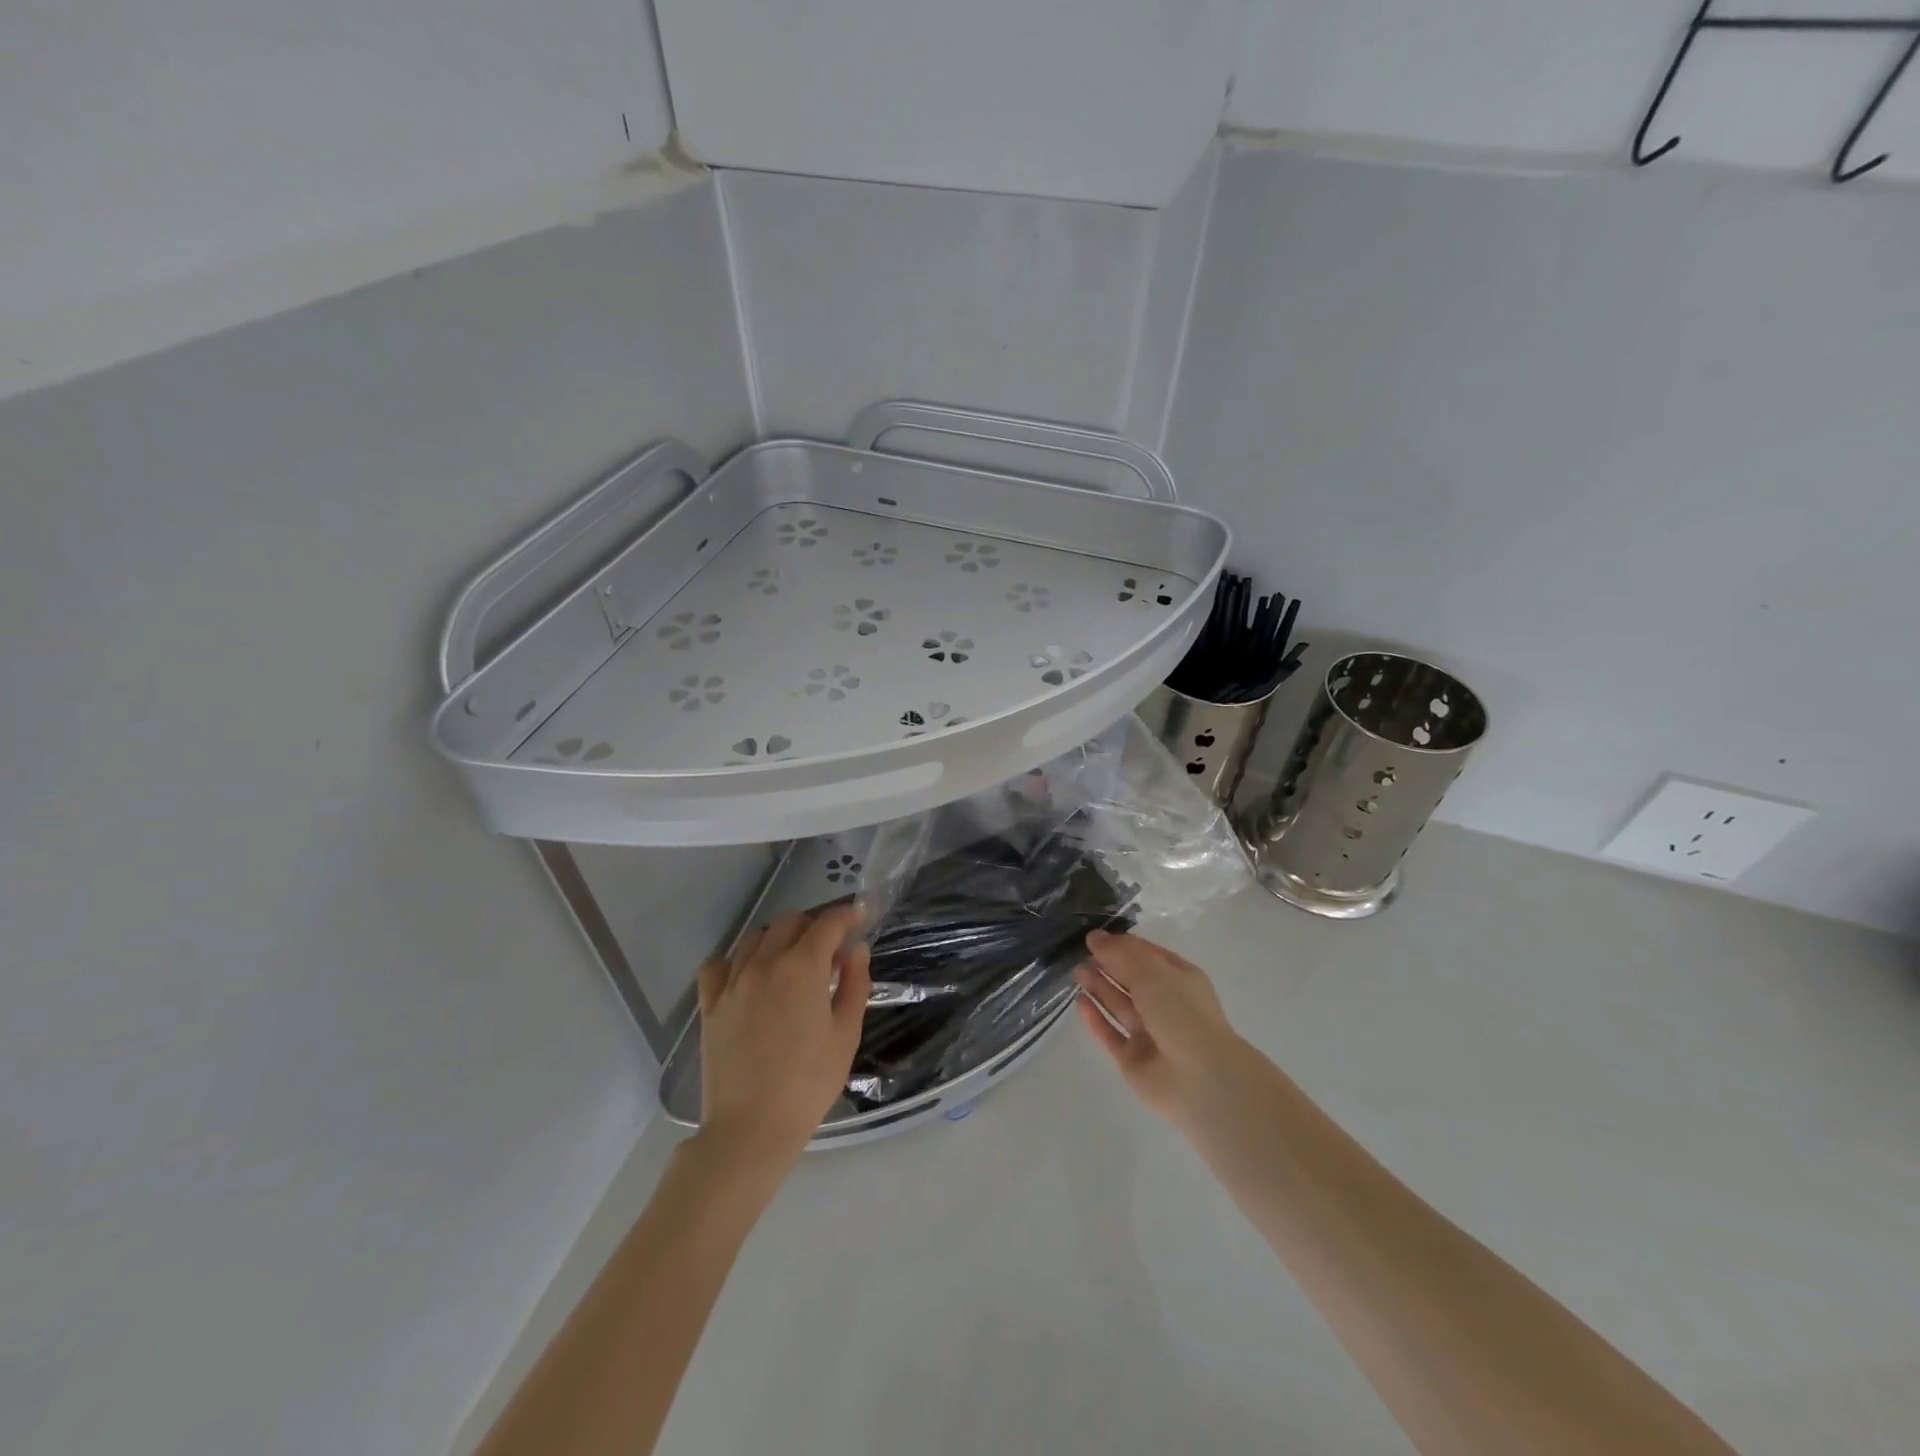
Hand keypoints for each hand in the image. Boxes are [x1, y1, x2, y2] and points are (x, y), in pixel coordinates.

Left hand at [696, 905, 870, 1167]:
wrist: (751, 1129)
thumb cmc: (808, 1084)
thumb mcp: (846, 1034)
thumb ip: (855, 984)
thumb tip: (856, 950)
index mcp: (802, 968)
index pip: (828, 924)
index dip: (847, 915)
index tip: (859, 918)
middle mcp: (764, 963)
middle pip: (790, 922)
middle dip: (815, 926)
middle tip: (830, 952)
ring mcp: (732, 982)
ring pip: (755, 938)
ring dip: (779, 939)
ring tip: (791, 963)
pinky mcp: (710, 1005)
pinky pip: (718, 965)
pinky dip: (736, 961)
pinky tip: (748, 977)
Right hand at [1075, 930, 1252, 1126]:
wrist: (1199, 1078)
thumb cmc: (1181, 1012)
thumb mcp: (1151, 971)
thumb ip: (1120, 954)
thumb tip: (1095, 937)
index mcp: (1179, 979)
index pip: (1147, 955)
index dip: (1122, 945)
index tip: (1094, 936)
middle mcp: (1166, 1004)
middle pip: (1132, 980)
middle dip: (1108, 965)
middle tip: (1080, 952)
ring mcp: (1150, 1034)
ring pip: (1120, 1006)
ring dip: (1100, 987)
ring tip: (1077, 971)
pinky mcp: (1134, 1059)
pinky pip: (1111, 1034)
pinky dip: (1096, 1018)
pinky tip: (1080, 1001)